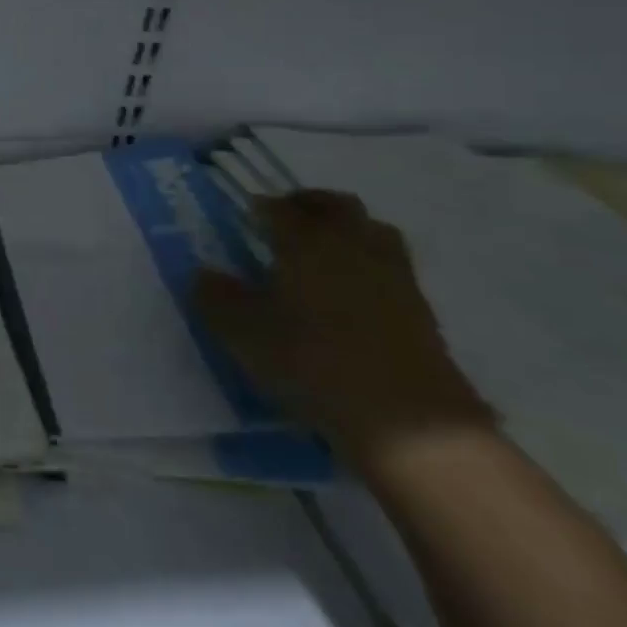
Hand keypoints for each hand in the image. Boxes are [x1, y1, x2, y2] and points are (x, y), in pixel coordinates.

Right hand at [194, 190, 492, 471]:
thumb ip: (216, 298)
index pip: (279, 208)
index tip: (245, 216)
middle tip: (286, 219)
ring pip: (371, 231)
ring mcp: (393, 276)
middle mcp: (351, 245)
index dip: (259, 208)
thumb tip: (204, 274)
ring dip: (346, 231)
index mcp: (306, 241)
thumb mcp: (243, 334)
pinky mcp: (421, 311)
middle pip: (336, 206)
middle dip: (309, 205)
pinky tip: (350, 294)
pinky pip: (389, 268)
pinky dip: (367, 267)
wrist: (409, 422)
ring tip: (323, 253)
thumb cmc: (313, 363)